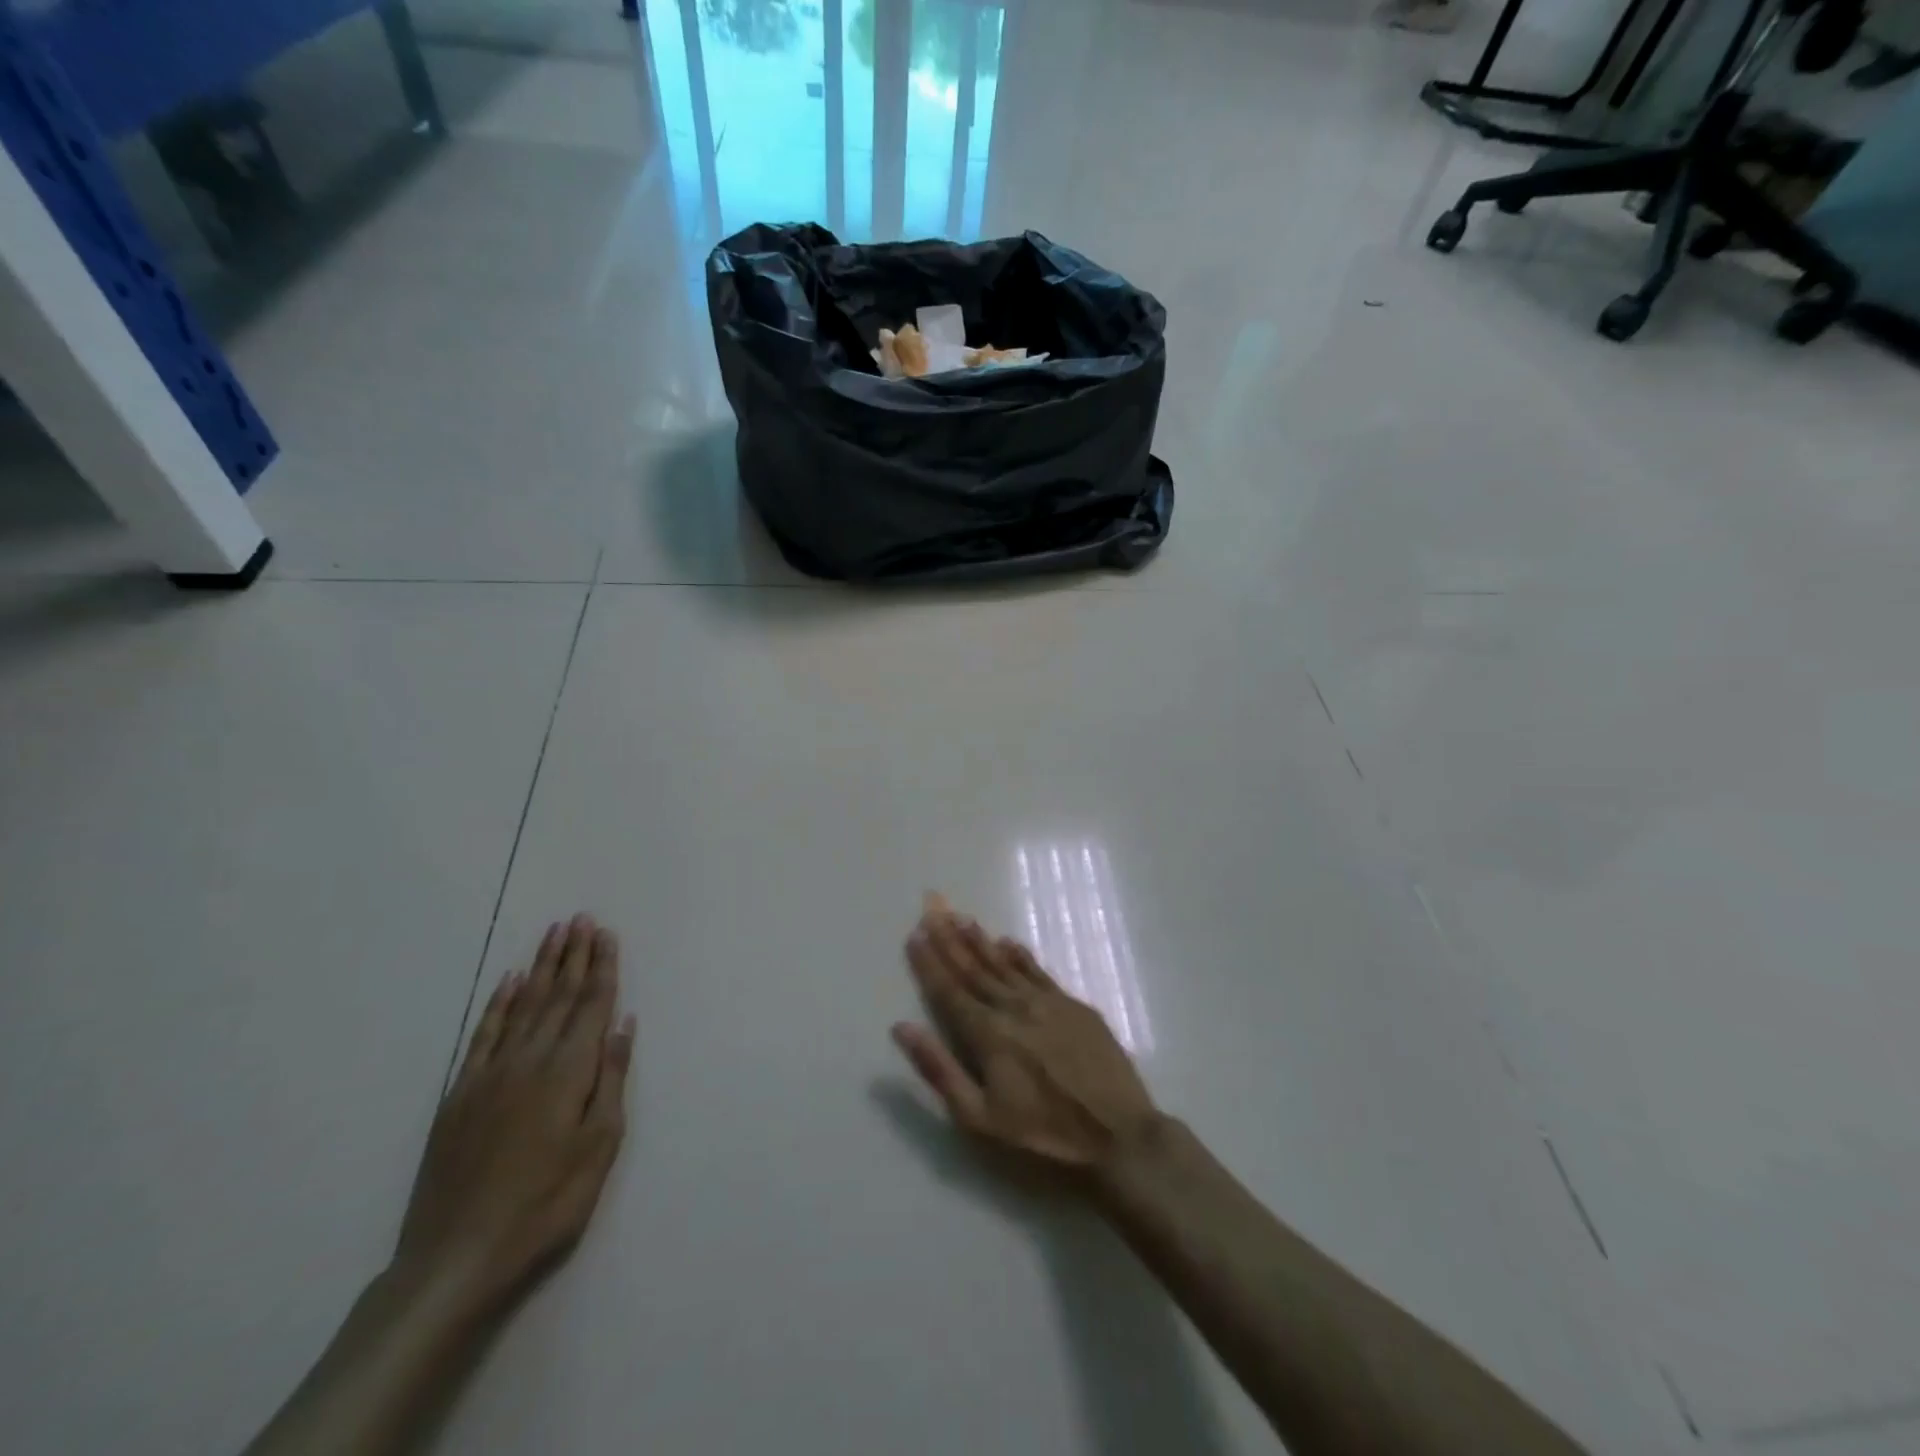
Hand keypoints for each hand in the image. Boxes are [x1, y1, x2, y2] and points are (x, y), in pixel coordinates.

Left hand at [395, 914, 634, 1311]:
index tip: (607, 934)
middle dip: (573, 954)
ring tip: (554, 934)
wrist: (456, 1258)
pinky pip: (483, 1033)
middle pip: (557, 995)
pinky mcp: (460, 1094)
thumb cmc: (546, 1204)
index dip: (602, 967)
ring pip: (522, 1005)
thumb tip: (623, 1023)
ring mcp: (490, 1074)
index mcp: (568, 1071)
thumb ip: (611, 1079)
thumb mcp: (599, 1147)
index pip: (591, 1004)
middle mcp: (530, 1059)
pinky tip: (509, 981)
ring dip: (541, 966)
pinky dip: (498, 1002)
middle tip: (582, 918)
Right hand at [892, 899, 1159, 1172]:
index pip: (949, 990)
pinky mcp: (1075, 1006)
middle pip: (974, 968)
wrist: (1120, 1137)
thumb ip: (939, 1070)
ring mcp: (1048, 1003)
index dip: (930, 963)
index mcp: (988, 1034)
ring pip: (1005, 964)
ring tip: (962, 917)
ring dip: (981, 941)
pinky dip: (1020, 955)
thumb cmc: (1043, 1137)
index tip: (914, 934)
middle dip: (950, 939)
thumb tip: (902, 1027)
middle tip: (933, 909)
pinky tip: (1008, 942)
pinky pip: (1039, 971)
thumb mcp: (980, 1119)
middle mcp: (1014, 1007)